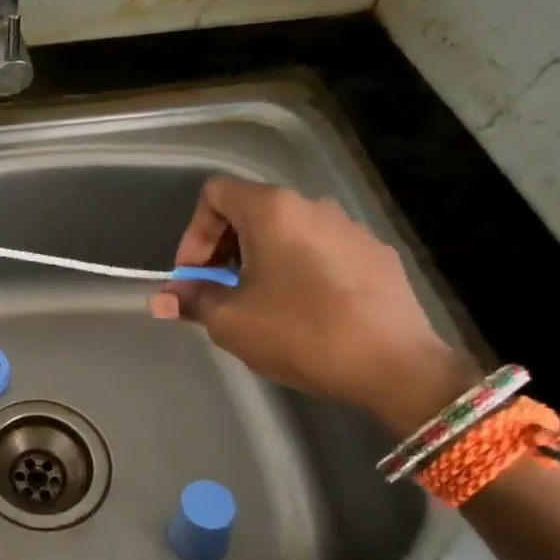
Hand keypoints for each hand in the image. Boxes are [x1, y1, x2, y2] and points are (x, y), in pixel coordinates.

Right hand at [149, 176, 477, 431]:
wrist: (397, 366)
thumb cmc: (301, 334)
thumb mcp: (231, 322)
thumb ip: (192, 300)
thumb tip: (162, 299)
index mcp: (272, 211)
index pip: (215, 193)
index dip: (194, 233)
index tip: (195, 277)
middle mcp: (312, 206)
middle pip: (250, 210)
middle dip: (223, 249)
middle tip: (218, 292)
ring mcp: (349, 227)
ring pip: (286, 230)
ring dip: (260, 258)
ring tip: (259, 302)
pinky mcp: (375, 253)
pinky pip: (320, 249)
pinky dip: (298, 267)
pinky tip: (304, 308)